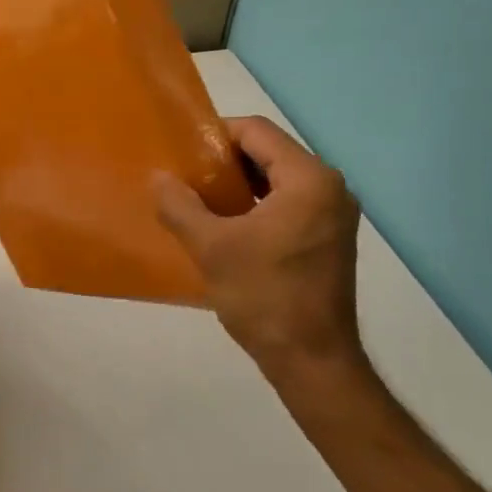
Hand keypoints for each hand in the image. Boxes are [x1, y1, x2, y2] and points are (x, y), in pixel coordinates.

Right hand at [154, 116, 365, 391]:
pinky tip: (226, 226)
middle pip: (268, 152)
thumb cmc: (264, 296)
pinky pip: (287, 203)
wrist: (312, 360)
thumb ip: (180, 205)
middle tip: (185, 179)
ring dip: (238, 185)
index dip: (215, 135)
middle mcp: (330, 187)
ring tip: (198, 202)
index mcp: (309, 179)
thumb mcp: (211, 247)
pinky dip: (256, 206)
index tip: (181, 155)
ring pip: (277, 179)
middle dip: (224, 161)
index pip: (256, 131)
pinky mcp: (329, 238)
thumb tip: (158, 177)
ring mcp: (333, 214)